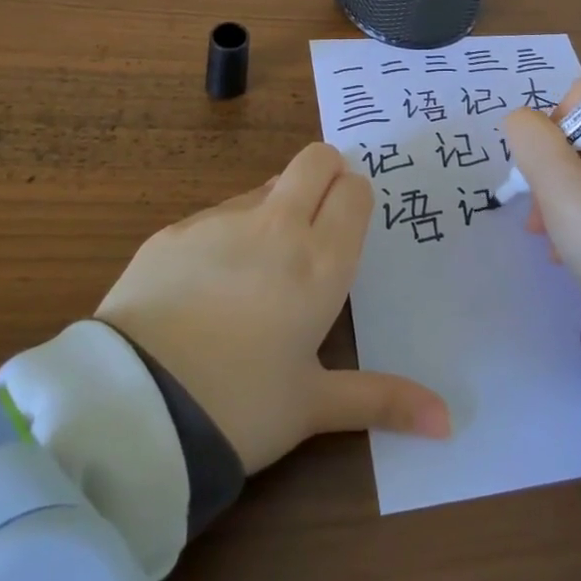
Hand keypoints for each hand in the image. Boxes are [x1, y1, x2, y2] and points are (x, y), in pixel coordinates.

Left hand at [94, 141, 449, 474]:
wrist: (131, 409)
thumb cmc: (239, 407)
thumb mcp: (313, 406)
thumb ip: (382, 400)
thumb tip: (448, 421)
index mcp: (320, 262)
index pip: (354, 190)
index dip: (354, 199)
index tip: (347, 228)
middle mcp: (276, 226)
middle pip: (315, 159)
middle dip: (325, 174)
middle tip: (318, 221)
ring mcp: (220, 221)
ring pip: (265, 186)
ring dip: (275, 208)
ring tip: (259, 270)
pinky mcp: (173, 230)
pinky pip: (215, 214)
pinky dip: (226, 234)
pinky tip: (206, 287)